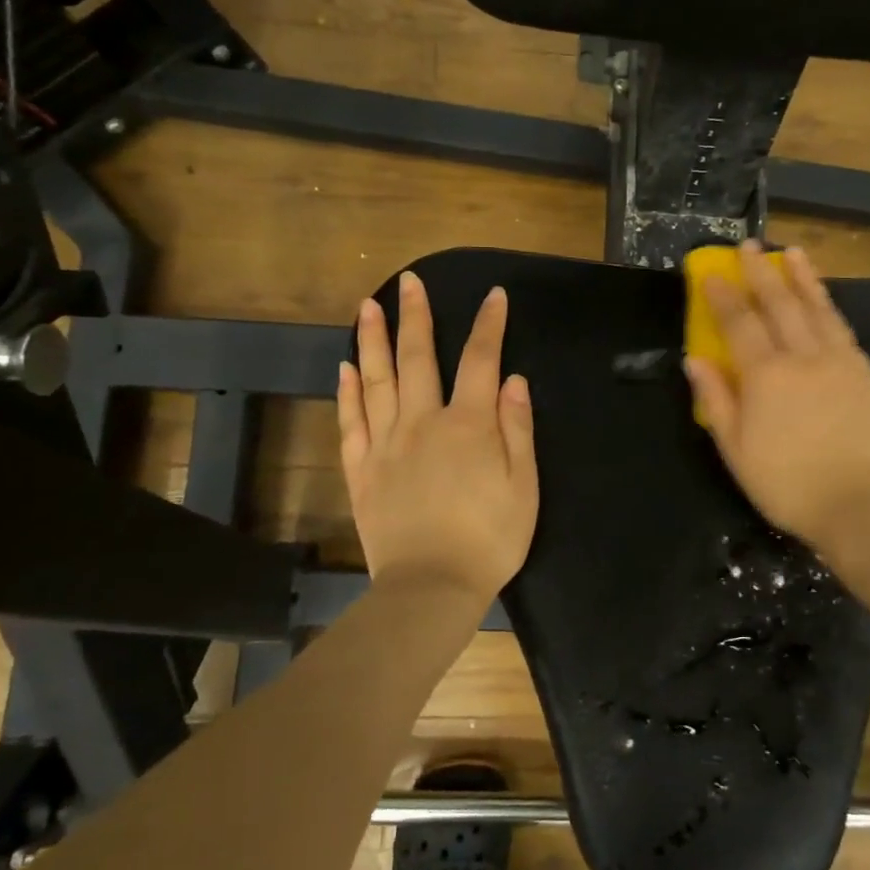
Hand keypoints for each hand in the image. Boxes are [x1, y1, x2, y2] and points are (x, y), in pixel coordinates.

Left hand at [337, 271, 537, 599]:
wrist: (431, 588)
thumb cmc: (489, 539)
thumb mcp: (523, 486)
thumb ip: (517, 428)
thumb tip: (513, 379)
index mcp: (468, 425)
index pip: (480, 360)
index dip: (489, 325)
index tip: (495, 295)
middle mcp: (422, 423)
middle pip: (418, 358)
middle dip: (416, 316)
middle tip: (408, 281)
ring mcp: (386, 445)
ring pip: (377, 381)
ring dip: (374, 340)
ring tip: (368, 306)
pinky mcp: (362, 471)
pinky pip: (351, 423)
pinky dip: (347, 392)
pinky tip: (346, 368)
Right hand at [685, 241, 869, 554]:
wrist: (860, 504)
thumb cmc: (786, 483)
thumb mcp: (736, 449)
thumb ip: (715, 399)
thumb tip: (694, 359)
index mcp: (766, 375)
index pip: (739, 322)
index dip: (723, 295)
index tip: (711, 273)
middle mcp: (803, 356)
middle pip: (779, 304)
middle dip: (761, 273)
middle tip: (750, 247)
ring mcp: (839, 360)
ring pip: (817, 308)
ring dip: (802, 278)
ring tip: (792, 253)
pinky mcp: (863, 372)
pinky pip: (841, 327)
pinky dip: (829, 305)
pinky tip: (823, 299)